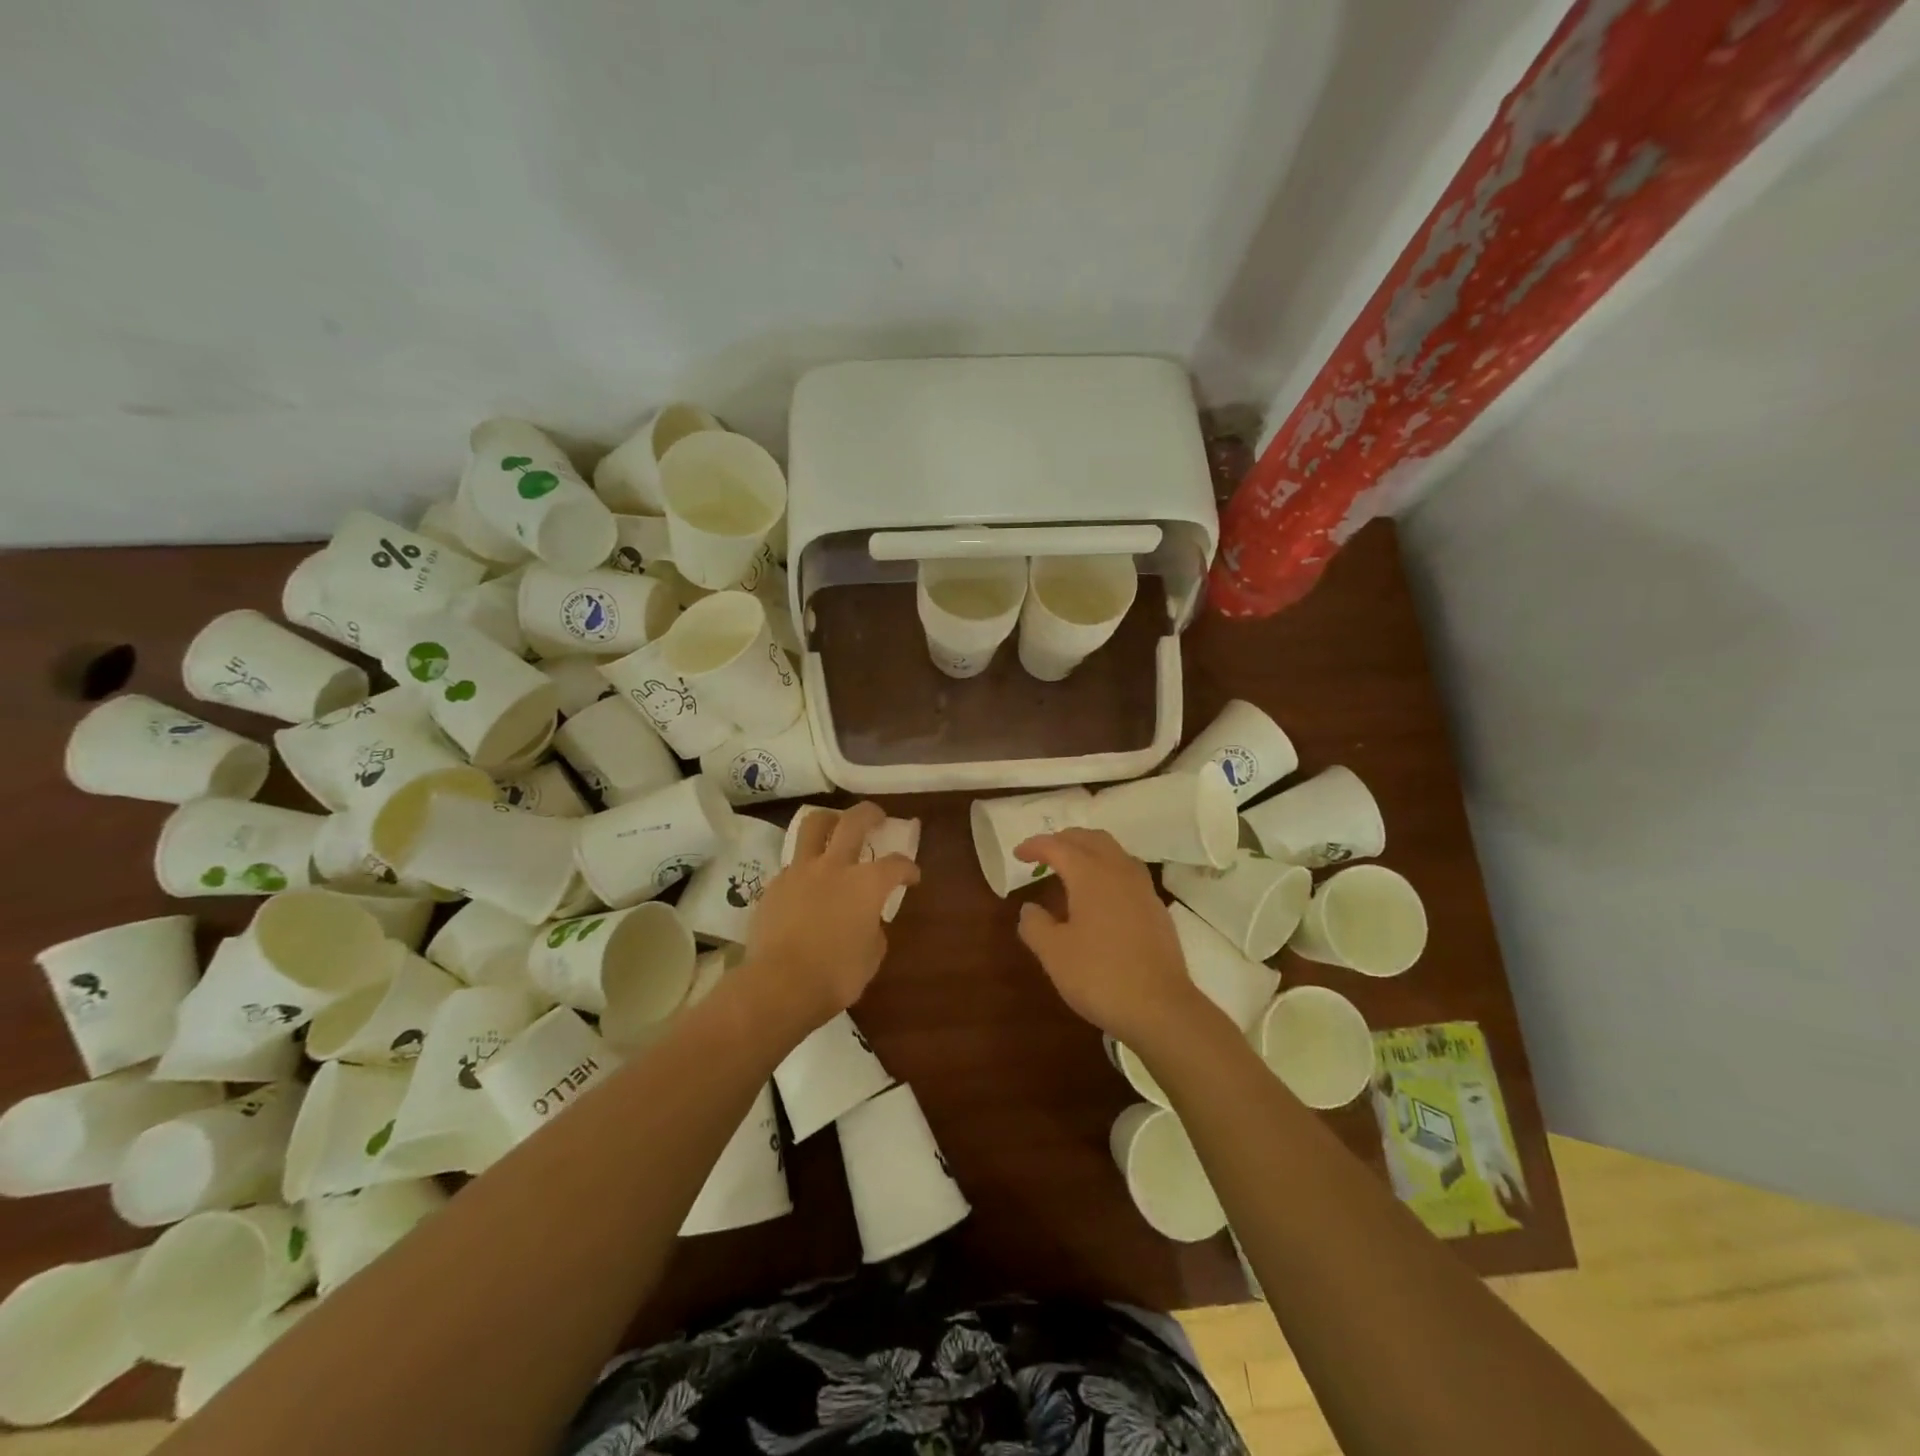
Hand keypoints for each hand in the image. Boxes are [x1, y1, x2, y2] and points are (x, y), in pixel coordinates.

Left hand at [746, 802, 919, 1034]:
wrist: (779, 985)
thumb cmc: (836, 975)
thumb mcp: (871, 956)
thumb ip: (873, 930)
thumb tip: (867, 921)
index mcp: (867, 884)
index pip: (896, 864)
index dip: (908, 868)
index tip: (912, 877)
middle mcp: (835, 867)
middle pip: (853, 821)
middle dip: (870, 814)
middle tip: (876, 817)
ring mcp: (800, 872)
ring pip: (813, 826)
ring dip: (829, 820)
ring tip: (834, 826)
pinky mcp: (774, 885)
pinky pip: (792, 865)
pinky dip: (805, 867)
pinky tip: (806, 884)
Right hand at [1013, 828, 1204, 1046]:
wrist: (1160, 1007)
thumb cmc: (1100, 976)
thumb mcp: (1054, 954)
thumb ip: (1035, 925)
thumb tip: (1030, 908)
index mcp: (1091, 874)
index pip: (1058, 847)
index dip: (1035, 846)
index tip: (1018, 854)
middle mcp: (1119, 871)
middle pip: (1090, 839)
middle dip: (1065, 840)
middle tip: (1044, 853)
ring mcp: (1143, 889)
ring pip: (1114, 852)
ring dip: (1089, 850)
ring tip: (1072, 867)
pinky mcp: (1157, 908)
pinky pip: (1128, 872)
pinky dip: (1108, 869)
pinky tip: (1101, 895)